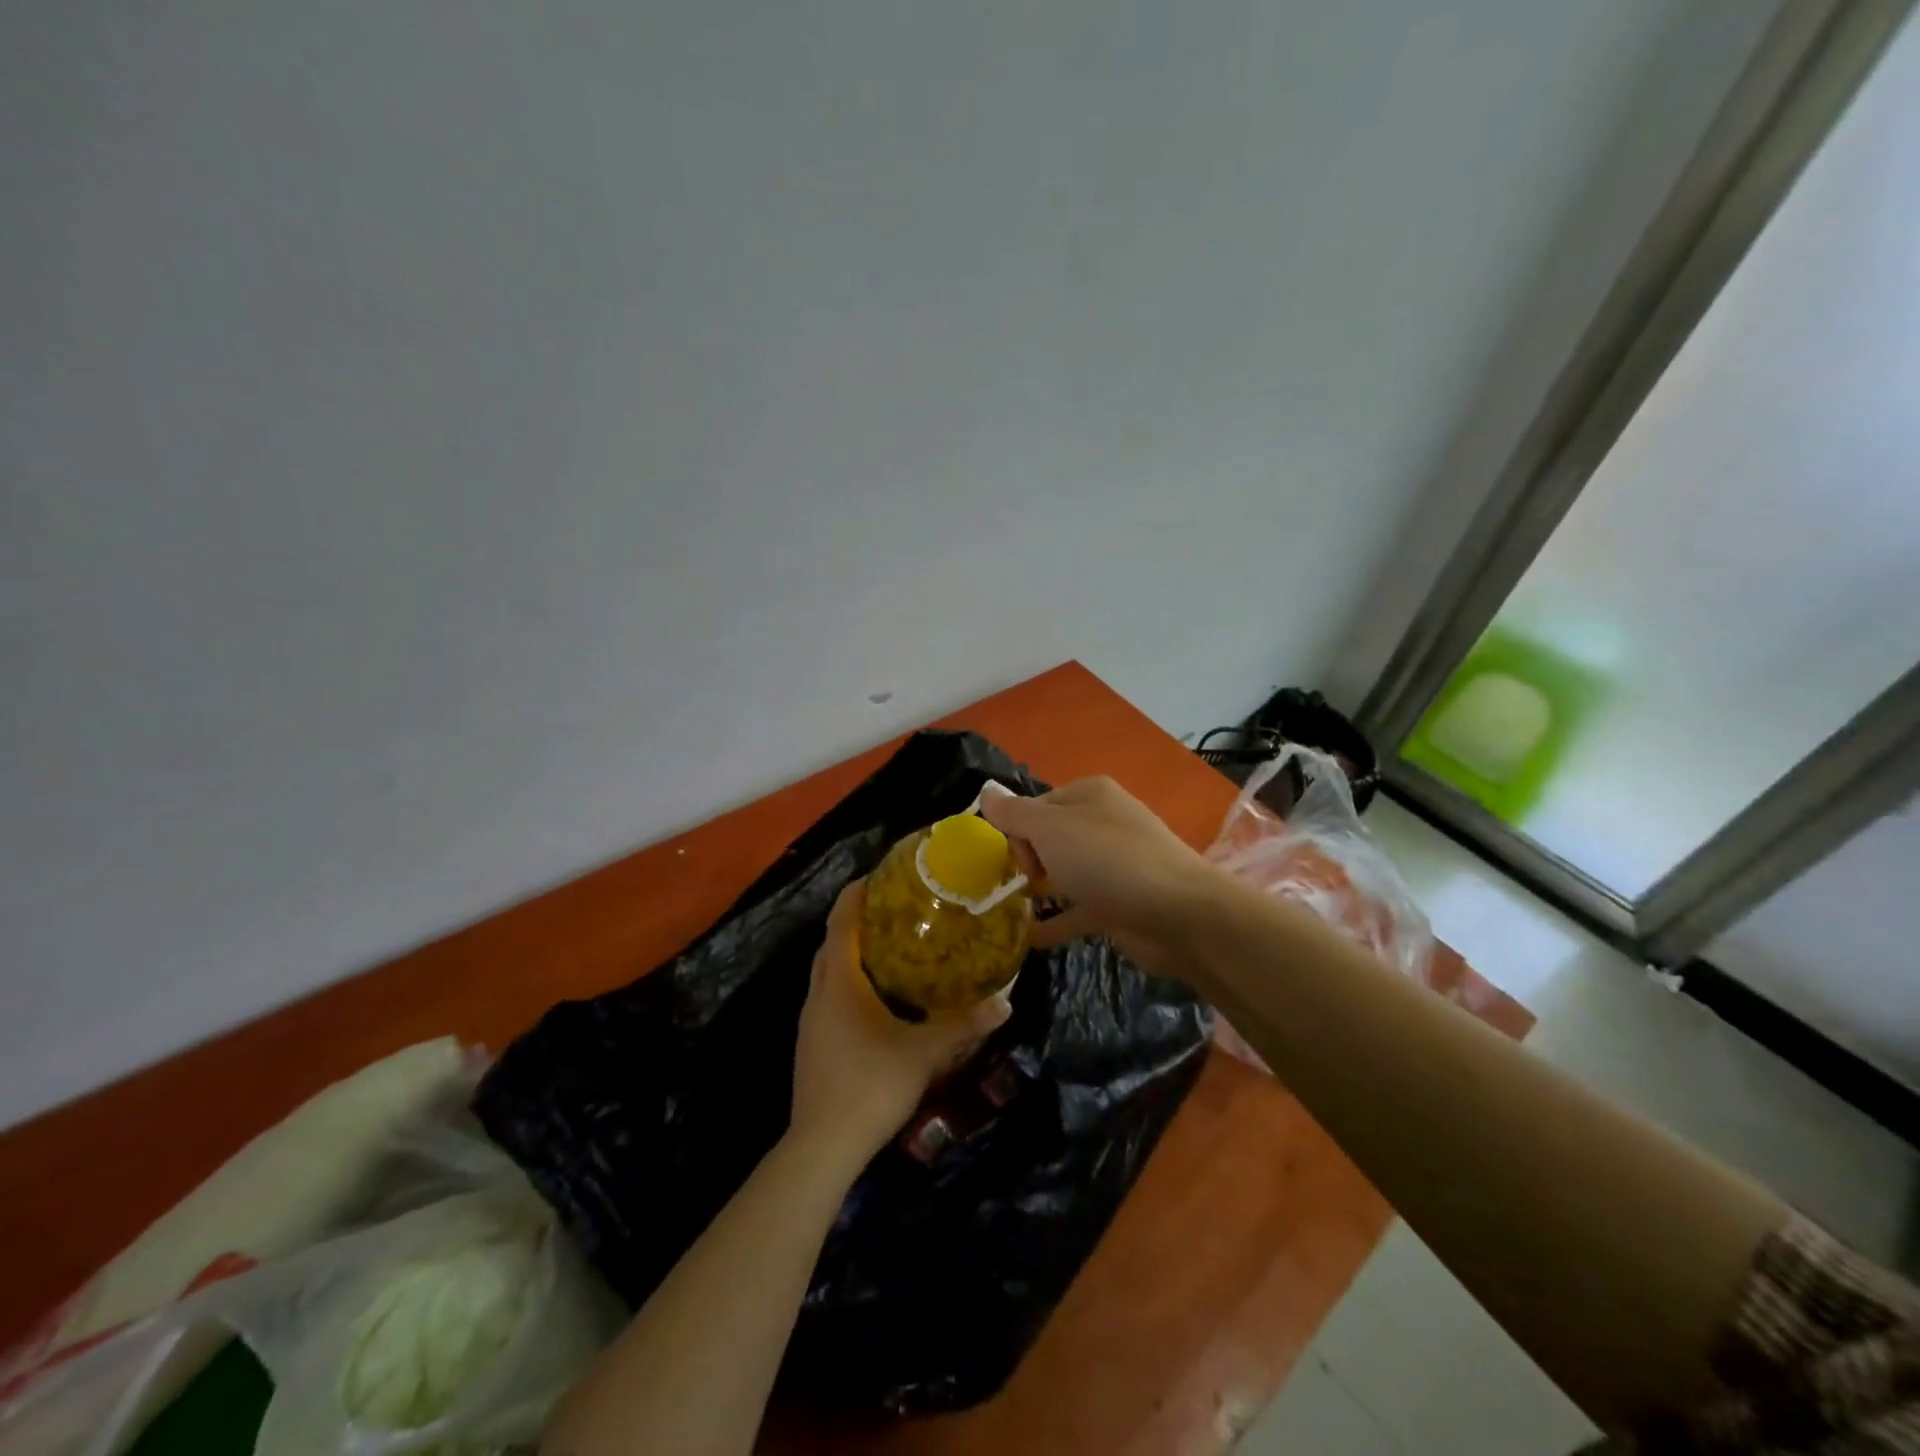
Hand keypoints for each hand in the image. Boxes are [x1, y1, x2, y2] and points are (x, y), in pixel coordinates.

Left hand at [790, 881, 1010, 1162]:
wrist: (822, 1147)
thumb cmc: (870, 1085)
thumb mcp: (924, 1053)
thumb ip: (963, 1024)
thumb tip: (1005, 1001)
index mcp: (840, 980)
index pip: (841, 920)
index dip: (857, 893)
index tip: (881, 875)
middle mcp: (819, 992)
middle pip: (833, 941)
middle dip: (858, 920)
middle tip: (896, 910)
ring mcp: (810, 1019)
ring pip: (829, 970)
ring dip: (853, 952)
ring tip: (892, 946)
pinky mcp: (812, 1042)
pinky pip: (829, 994)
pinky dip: (849, 980)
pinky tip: (878, 997)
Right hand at [979, 777, 1219, 959]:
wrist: (1178, 913)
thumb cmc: (1107, 859)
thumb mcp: (1050, 828)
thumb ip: (1013, 814)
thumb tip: (985, 793)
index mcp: (1088, 795)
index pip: (1036, 805)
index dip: (1017, 831)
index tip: (1014, 859)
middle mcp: (1102, 823)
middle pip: (1048, 838)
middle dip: (1028, 861)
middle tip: (1024, 886)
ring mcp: (1114, 864)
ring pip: (1063, 873)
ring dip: (1039, 891)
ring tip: (1010, 912)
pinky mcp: (1120, 903)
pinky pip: (1078, 909)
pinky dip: (1056, 921)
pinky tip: (1031, 939)